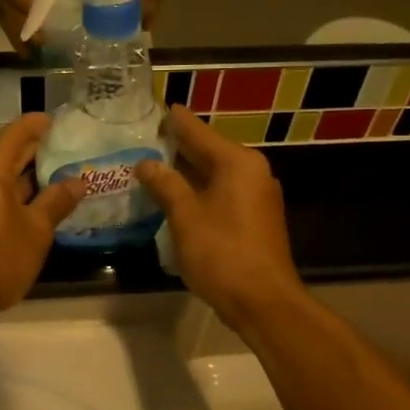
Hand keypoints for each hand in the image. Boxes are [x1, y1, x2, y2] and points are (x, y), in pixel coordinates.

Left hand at [0, 114, 84, 320]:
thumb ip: (56, 202)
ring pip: (4, 180)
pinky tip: (43, 206)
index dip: (38, 124)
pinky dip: (21, 197)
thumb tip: (77, 181)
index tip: (61, 121)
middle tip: (70, 147)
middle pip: (8, 155)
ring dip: (31, 177)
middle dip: (37, 150)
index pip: (15, 134)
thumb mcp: (36, 230)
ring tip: (64, 175)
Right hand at [135, 107, 303, 329]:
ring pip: (217, 175)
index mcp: (238, 162)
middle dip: (180, 147)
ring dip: (189, 172)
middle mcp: (253, 172)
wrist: (263, 301)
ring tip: (156, 167)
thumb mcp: (185, 216)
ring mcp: (258, 197)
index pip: (199, 132)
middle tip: (148, 139)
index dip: (176, 121)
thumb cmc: (222, 253)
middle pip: (210, 151)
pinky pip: (224, 194)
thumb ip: (165, 185)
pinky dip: (202, 191)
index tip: (159, 107)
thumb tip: (146, 164)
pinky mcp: (257, 219)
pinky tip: (179, 198)